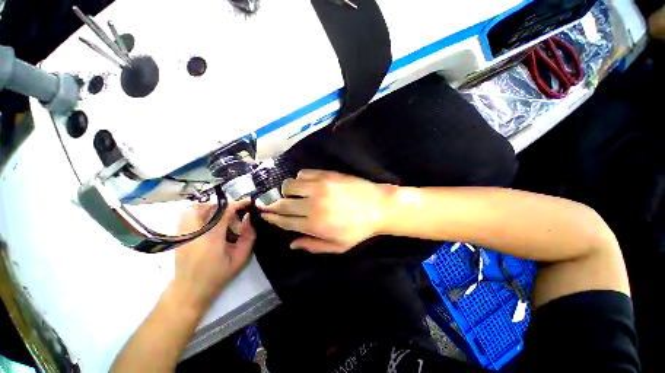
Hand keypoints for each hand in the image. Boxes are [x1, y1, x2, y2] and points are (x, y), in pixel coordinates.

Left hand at [172, 200, 255, 309]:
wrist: (189, 290)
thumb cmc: (217, 275)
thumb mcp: (240, 258)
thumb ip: (249, 236)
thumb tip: (250, 218)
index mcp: (211, 238)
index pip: (225, 211)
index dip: (238, 204)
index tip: (249, 202)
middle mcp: (194, 232)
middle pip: (209, 206)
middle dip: (226, 206)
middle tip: (236, 213)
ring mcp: (183, 232)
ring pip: (195, 208)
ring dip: (212, 207)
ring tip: (222, 216)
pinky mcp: (178, 234)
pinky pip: (187, 214)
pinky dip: (199, 211)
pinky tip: (209, 221)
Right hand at [259, 170, 390, 253]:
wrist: (378, 206)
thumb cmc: (359, 229)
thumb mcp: (337, 246)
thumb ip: (312, 246)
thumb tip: (291, 244)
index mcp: (314, 224)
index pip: (284, 221)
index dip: (272, 218)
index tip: (265, 215)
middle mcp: (312, 204)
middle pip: (282, 202)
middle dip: (272, 204)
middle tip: (269, 204)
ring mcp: (319, 186)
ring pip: (289, 185)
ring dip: (287, 190)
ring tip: (292, 194)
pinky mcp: (326, 174)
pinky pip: (303, 173)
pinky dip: (300, 179)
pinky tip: (306, 184)